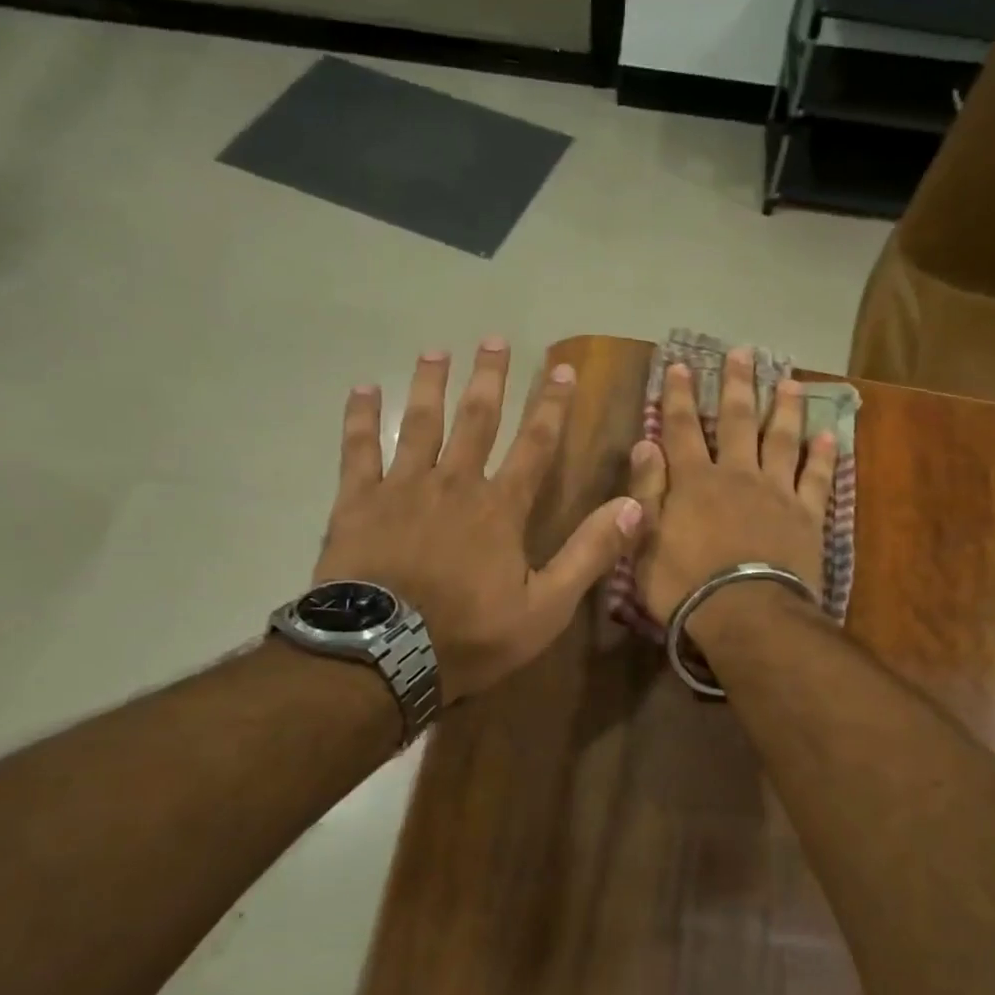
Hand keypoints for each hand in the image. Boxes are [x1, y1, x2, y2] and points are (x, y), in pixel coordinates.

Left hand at [313, 339, 643, 702]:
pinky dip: (360, 418)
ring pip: (421, 423)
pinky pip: (358, 449)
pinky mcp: (357, 501)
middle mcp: (455, 483)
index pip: (535, 445)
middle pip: (477, 420)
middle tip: (495, 340)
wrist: (382, 655)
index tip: (562, 370)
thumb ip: (589, 554)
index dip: (551, 407)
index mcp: (500, 507)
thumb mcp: (545, 608)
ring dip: (432, 384)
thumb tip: (636, 506)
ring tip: (436, 350)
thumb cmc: (468, 635)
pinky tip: (363, 388)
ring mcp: (403, 487)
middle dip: (490, 379)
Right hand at [627, 347, 836, 644]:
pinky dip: (824, 457)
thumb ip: (646, 492)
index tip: (680, 365)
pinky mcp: (808, 515)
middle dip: (737, 385)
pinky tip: (830, 437)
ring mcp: (777, 492)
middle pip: (737, 421)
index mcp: (694, 481)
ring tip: (789, 382)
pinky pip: (818, 479)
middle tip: (743, 353)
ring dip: (785, 409)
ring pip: (782, 439)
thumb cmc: (686, 586)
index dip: (678, 395)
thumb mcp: (645, 542)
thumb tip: (644, 443)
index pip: (681, 429)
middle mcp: (737, 475)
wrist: (748, 615)